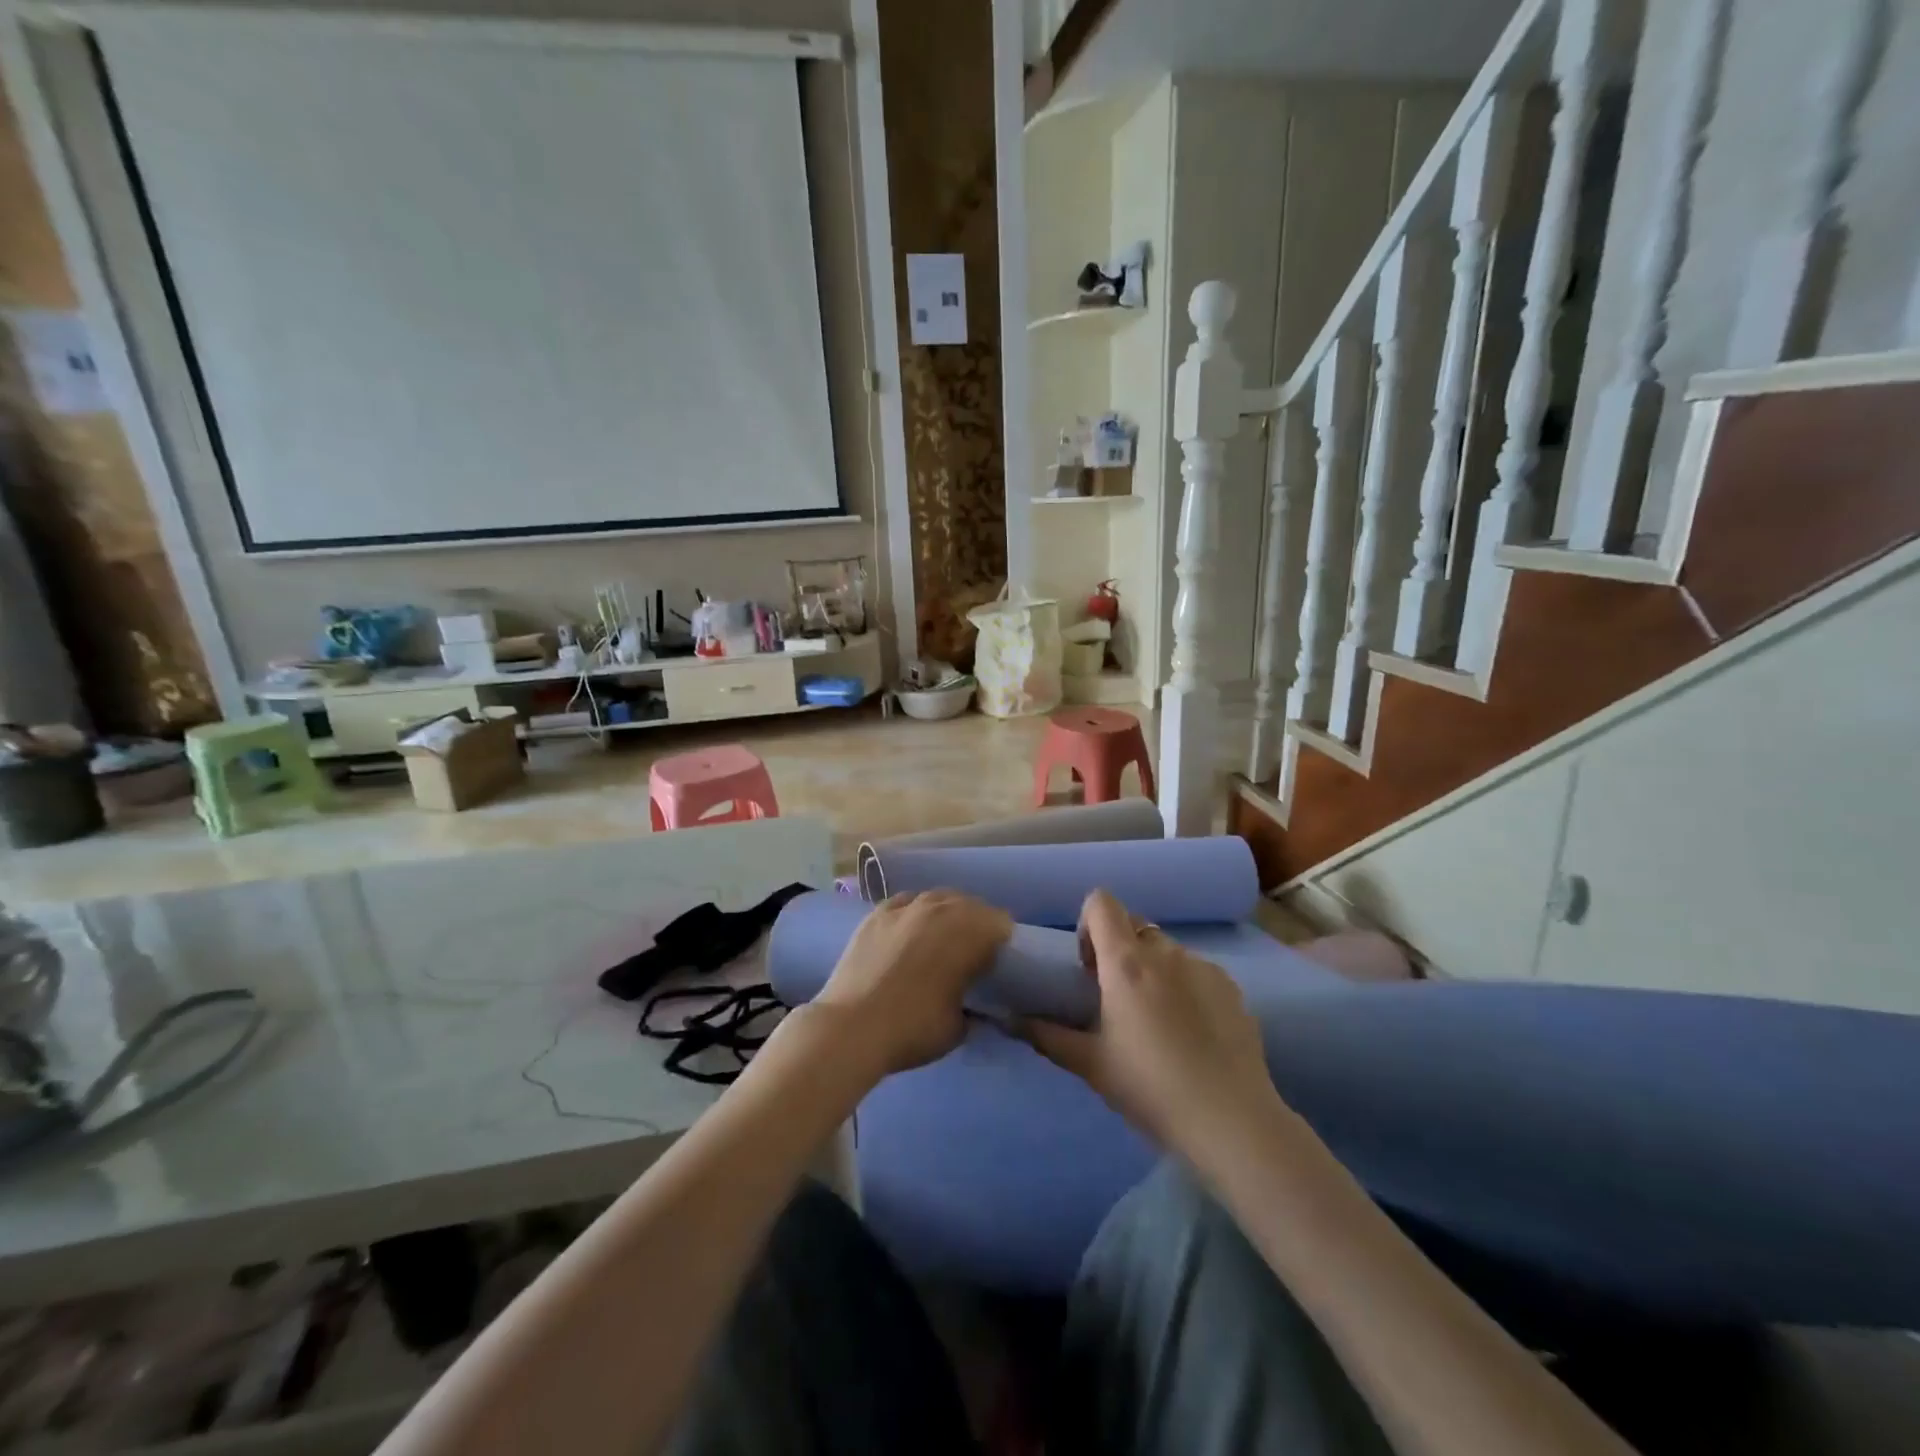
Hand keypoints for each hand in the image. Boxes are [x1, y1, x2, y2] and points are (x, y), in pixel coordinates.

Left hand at [814, 891, 1011, 1075]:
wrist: (852, 1027)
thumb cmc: (914, 1028)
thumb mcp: (959, 1027)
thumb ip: (974, 1008)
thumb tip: (975, 1005)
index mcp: (970, 932)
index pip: (1001, 922)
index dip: (1003, 942)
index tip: (997, 963)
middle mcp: (941, 908)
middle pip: (971, 905)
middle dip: (976, 925)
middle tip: (971, 954)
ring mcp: (906, 906)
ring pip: (938, 898)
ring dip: (946, 914)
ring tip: (940, 940)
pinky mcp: (877, 913)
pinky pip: (906, 902)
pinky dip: (913, 913)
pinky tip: (909, 931)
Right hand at [1019, 888, 1280, 1162]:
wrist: (1231, 1121)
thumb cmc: (1150, 1088)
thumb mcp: (1091, 1065)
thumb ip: (1046, 1035)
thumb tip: (1007, 1019)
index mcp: (1126, 963)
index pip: (1101, 902)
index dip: (1087, 924)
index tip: (1088, 967)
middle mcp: (1165, 952)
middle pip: (1133, 927)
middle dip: (1119, 951)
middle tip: (1117, 999)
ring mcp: (1203, 966)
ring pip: (1166, 951)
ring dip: (1153, 970)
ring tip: (1158, 1022)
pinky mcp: (1232, 987)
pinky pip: (1197, 971)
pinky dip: (1186, 988)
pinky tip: (1192, 1034)